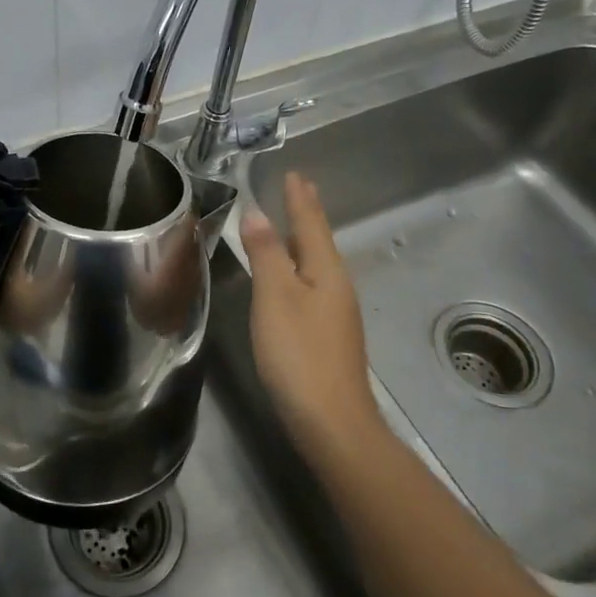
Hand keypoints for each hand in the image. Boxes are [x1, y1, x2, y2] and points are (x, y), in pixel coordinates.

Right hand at [241, 171, 382, 464]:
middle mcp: (337, 285)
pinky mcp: (329, 335)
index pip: (310, 223)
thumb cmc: (299, 352)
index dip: (299, 199)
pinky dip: (300, 266)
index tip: (295, 174)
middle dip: (307, 215)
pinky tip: (292, 277)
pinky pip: (313, 284)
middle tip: (300, 189)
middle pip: (319, 241)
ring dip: (304, 240)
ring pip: (317, 263)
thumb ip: (266, 253)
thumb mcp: (275, 297)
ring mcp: (336, 312)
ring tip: (292, 224)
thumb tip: (258, 213)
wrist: (332, 421)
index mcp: (326, 270)